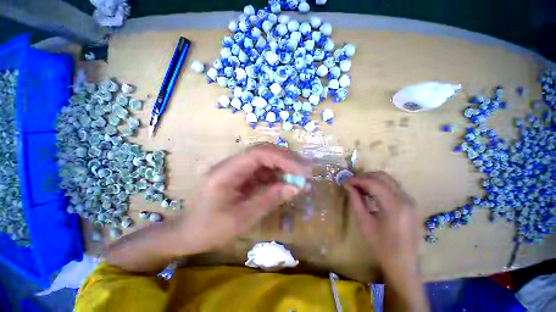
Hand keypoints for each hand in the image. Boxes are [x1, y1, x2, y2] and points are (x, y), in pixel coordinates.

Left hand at [180, 143, 310, 252]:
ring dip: (284, 166)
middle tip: (306, 170)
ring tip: (300, 176)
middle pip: (263, 151)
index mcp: (226, 171)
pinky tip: (287, 182)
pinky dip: (277, 174)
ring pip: (265, 159)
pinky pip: (263, 170)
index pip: (258, 153)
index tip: (302, 170)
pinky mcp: (242, 175)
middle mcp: (232, 164)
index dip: (283, 158)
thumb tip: (295, 187)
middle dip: (286, 158)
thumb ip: (268, 199)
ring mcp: (237, 168)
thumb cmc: (209, 229)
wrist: (187, 233)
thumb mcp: (241, 219)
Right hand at [344, 171, 418, 273]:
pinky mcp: (410, 203)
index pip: (373, 183)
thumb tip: (347, 185)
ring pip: (388, 179)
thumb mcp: (364, 222)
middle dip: (364, 176)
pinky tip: (370, 193)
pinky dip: (379, 185)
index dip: (357, 179)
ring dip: (372, 180)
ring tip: (359, 187)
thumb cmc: (381, 245)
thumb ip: (356, 200)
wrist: (403, 263)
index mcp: (394, 206)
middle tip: (351, 183)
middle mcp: (405, 199)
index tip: (345, 180)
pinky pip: (393, 186)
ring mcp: (410, 200)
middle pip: (383, 176)